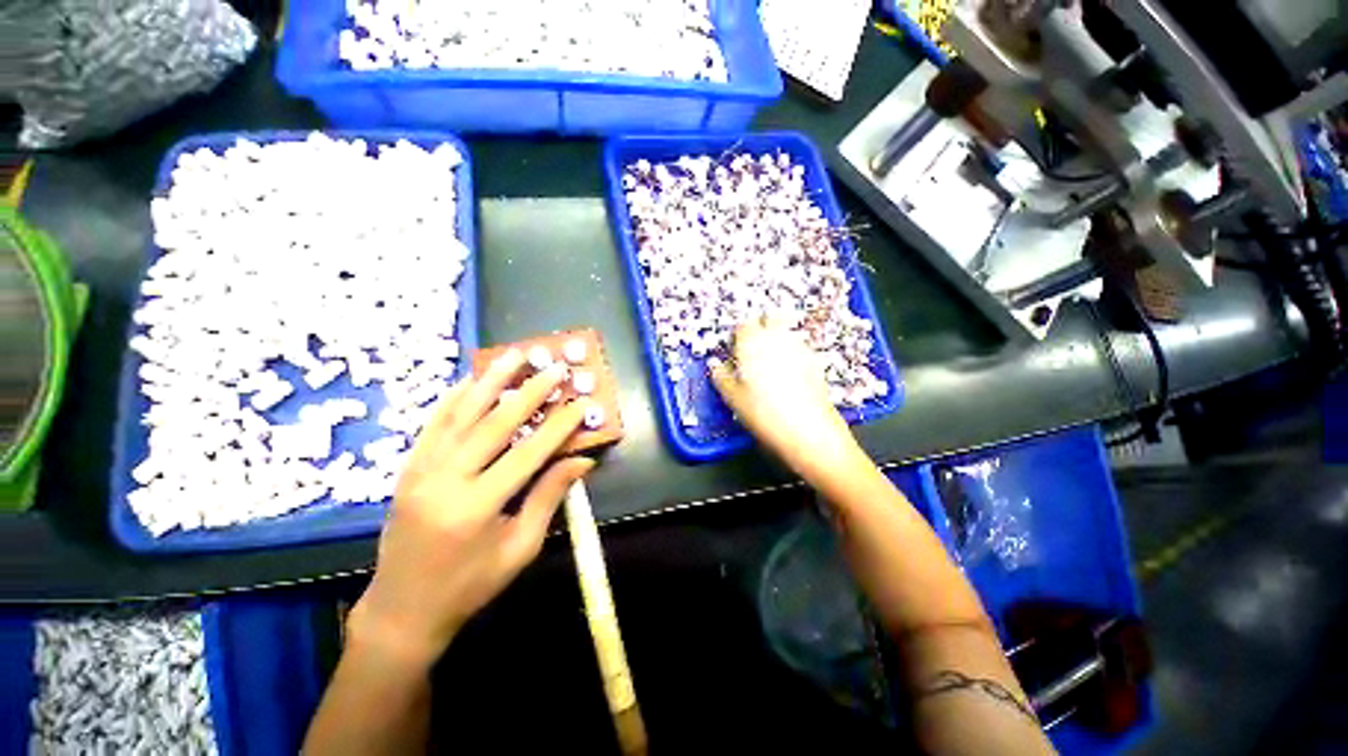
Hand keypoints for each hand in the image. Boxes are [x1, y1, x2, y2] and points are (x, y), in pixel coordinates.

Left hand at [348, 349, 594, 671]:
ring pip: (461, 415)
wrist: (402, 609)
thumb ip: (549, 497)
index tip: (580, 403)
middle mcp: (445, 481)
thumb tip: (582, 461)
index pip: (528, 454)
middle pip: (494, 425)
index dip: (558, 426)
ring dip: (491, 382)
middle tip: (554, 367)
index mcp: (476, 508)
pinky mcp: (409, 468)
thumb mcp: (520, 547)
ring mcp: (421, 471)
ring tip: (514, 355)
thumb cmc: (470, 585)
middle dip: (530, 392)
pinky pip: (434, 425)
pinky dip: (455, 398)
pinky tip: (472, 379)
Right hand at [710, 321, 865, 486]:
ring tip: (770, 365)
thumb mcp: (734, 398)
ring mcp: (800, 347)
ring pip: (786, 332)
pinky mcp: (816, 361)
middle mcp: (777, 338)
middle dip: (760, 329)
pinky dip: (792, 354)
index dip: (736, 337)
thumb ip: (721, 377)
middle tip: (753, 352)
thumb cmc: (764, 413)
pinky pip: (799, 348)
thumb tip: (714, 365)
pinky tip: (789, 376)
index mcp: (753, 343)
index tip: (734, 352)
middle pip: (769, 320)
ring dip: (777, 340)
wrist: (809, 431)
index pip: (742, 326)